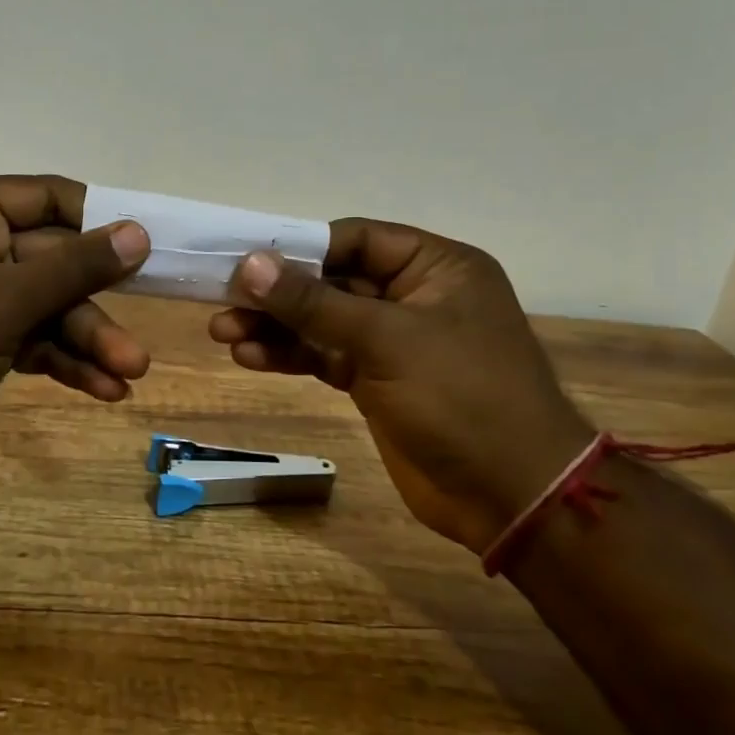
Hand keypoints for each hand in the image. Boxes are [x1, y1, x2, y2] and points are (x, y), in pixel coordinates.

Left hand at [0, 176, 150, 464]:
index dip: (103, 221)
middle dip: (96, 307)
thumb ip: (74, 268)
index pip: (50, 199)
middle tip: (140, 345)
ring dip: (86, 341)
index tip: (151, 248)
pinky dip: (61, 362)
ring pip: (46, 308)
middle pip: (55, 263)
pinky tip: (100, 390)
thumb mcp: (0, 303)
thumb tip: (138, 232)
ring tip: (129, 377)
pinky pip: (28, 339)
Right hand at [209, 221, 592, 550]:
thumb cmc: (461, 398)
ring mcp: (395, 342)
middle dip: (279, 293)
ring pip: (323, 321)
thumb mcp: (386, 340)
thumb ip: (315, 302)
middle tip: (224, 299)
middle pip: (333, 281)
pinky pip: (326, 356)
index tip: (246, 258)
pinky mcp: (377, 381)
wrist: (511, 495)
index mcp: (436, 267)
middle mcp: (414, 296)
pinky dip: (291, 356)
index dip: (300, 246)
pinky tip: (249, 357)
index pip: (356, 239)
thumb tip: (251, 264)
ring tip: (223, 333)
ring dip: (275, 326)